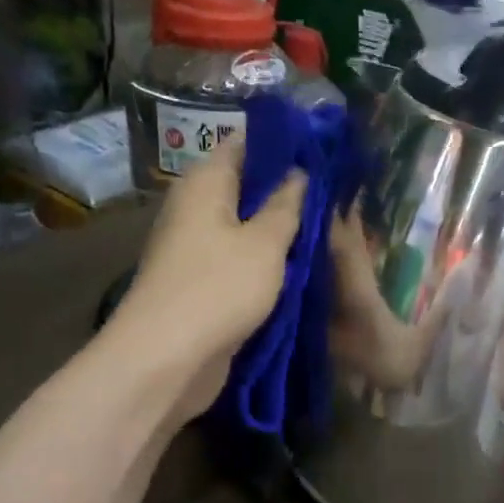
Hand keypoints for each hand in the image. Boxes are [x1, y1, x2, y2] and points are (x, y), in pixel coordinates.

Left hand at [112, 142, 306, 422]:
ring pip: (246, 227)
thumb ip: (287, 205)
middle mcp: (197, 208)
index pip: (246, 144)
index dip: (284, 144)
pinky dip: (267, 261)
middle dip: (289, 190)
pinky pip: (241, 260)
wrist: (167, 358)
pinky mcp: (202, 283)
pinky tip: (301, 265)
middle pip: (247, 186)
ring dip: (280, 229)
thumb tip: (300, 172)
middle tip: (336, 194)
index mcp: (206, 183)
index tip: (325, 150)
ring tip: (327, 227)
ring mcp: (197, 247)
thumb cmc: (219, 288)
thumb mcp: (265, 242)